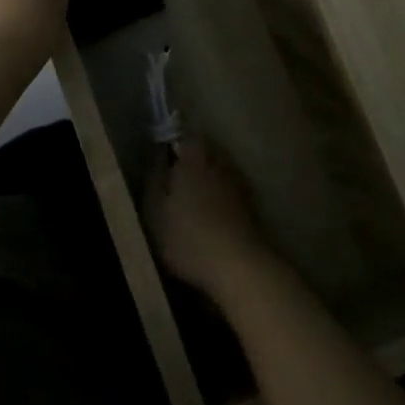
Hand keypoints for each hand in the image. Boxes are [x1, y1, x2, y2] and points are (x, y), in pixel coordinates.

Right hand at [147, 138, 277, 299]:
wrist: (237, 267)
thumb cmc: (187, 237)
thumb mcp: (154, 210)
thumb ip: (154, 178)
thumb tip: (158, 154)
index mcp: (194, 162)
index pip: (189, 137)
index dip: (178, 141)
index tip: (167, 151)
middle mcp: (219, 167)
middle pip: (209, 151)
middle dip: (196, 157)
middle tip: (178, 172)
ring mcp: (238, 188)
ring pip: (223, 170)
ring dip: (212, 176)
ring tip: (196, 193)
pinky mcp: (251, 210)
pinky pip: (233, 192)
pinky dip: (224, 196)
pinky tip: (214, 212)